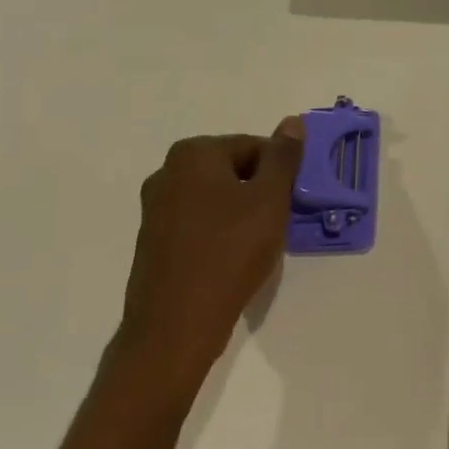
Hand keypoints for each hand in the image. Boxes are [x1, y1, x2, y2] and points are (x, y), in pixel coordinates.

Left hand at [112, 119, 303, 411]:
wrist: (175, 326)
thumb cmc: (229, 253)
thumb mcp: (269, 200)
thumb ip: (283, 158)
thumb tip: (292, 122)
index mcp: (193, 154)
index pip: (253, 146)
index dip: (280, 172)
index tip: (293, 201)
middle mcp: (167, 173)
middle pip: (233, 170)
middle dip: (261, 192)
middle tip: (280, 223)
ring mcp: (156, 209)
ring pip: (216, 199)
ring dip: (243, 214)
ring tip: (260, 245)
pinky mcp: (154, 241)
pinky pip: (199, 224)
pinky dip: (221, 234)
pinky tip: (234, 260)